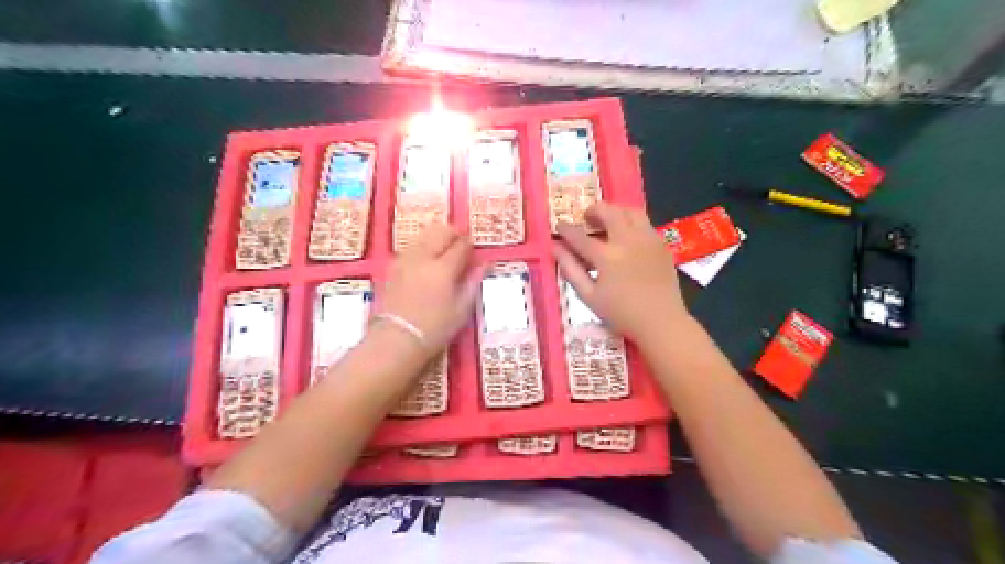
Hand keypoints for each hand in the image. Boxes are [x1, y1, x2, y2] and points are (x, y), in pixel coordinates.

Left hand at [381, 222, 483, 350]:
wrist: (396, 340)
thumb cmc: (434, 328)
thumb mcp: (461, 309)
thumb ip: (472, 283)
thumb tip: (483, 265)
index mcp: (443, 268)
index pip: (461, 245)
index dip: (470, 244)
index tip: (474, 249)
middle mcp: (423, 258)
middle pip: (440, 231)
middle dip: (453, 233)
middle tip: (460, 244)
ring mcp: (405, 260)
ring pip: (423, 235)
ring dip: (436, 236)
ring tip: (443, 250)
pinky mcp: (393, 267)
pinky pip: (411, 246)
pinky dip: (422, 246)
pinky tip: (426, 260)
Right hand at [554, 202, 688, 343]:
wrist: (662, 322)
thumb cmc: (621, 314)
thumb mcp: (589, 296)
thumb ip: (570, 269)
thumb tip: (555, 248)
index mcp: (607, 256)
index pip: (580, 235)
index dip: (566, 229)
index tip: (559, 226)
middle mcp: (628, 240)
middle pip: (609, 212)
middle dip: (594, 210)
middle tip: (586, 218)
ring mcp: (648, 239)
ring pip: (631, 211)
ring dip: (616, 211)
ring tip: (608, 221)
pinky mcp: (662, 244)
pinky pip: (645, 223)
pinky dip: (632, 222)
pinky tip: (627, 237)